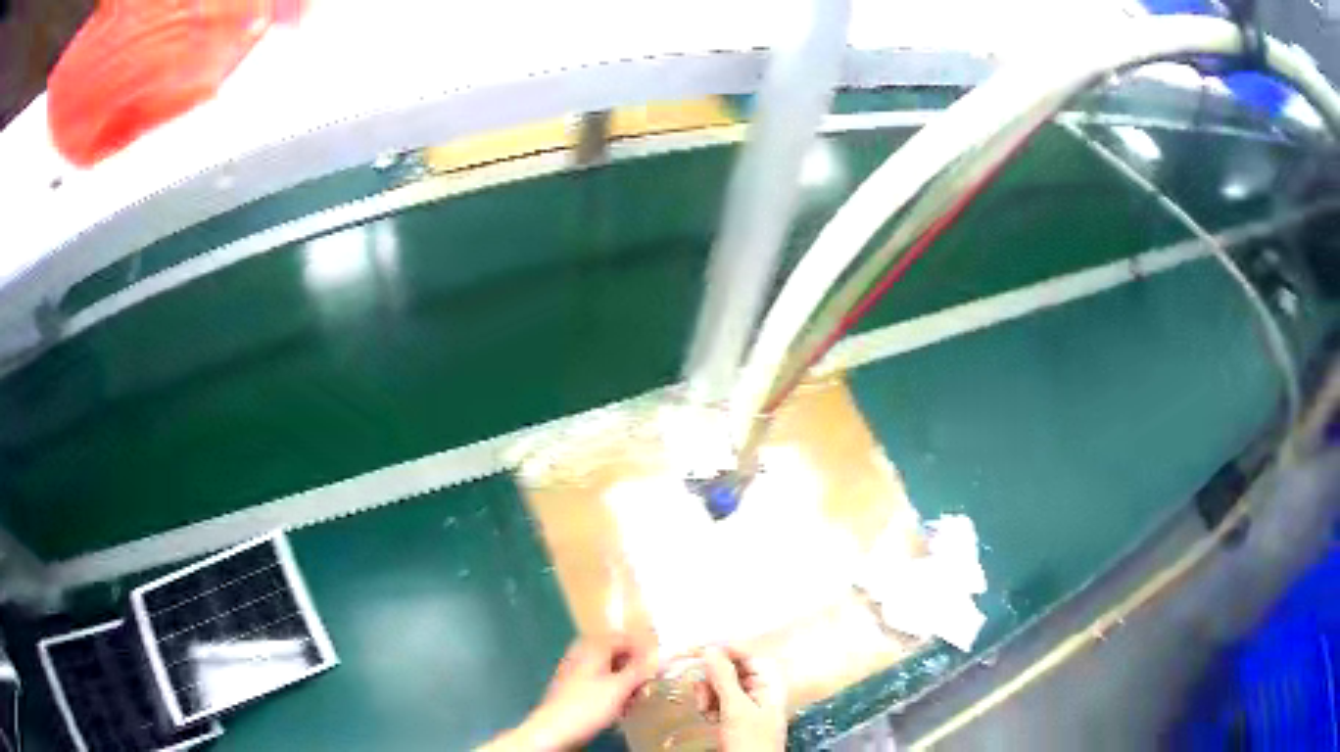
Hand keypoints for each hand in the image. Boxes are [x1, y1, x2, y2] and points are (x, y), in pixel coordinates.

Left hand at [486, 635, 655, 751]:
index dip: (643, 649)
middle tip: (648, 682)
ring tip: (636, 698)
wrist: (554, 729)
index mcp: (592, 647)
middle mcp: (582, 654)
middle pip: (615, 653)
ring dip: (625, 681)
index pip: (624, 637)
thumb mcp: (620, 687)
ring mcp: (575, 672)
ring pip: (608, 670)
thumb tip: (661, 656)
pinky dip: (612, 691)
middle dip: (634, 667)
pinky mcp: (573, 689)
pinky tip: (619, 706)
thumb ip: (641, 670)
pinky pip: (599, 684)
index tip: (660, 664)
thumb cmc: (587, 705)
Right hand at [697, 646, 786, 751]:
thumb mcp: (735, 708)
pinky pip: (718, 701)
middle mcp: (760, 689)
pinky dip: (710, 706)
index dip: (725, 650)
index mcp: (769, 682)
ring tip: (707, 710)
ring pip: (721, 685)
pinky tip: (709, 718)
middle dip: (714, 679)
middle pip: (731, 669)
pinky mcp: (736, 717)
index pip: (748, 654)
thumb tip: (710, 649)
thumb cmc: (750, 741)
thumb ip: (724, 678)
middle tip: (704, 693)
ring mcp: (748, 704)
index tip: (700, 649)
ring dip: (709, 694)